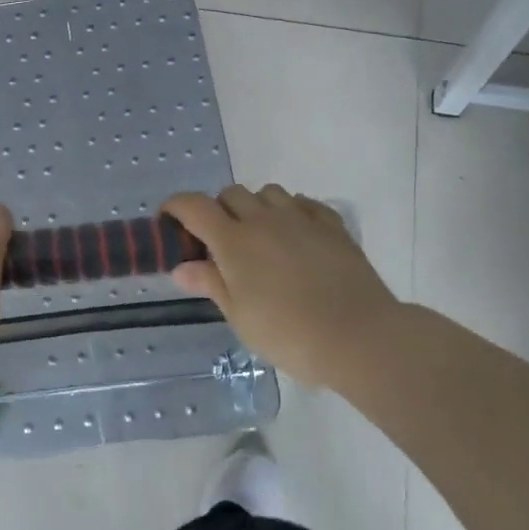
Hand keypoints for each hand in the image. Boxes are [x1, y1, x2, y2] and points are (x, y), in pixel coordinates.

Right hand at [162, 185, 401, 389]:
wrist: (360, 336)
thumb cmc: (289, 333)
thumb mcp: (240, 316)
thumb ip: (211, 284)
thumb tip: (182, 267)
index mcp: (233, 240)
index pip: (193, 206)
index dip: (174, 208)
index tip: (168, 223)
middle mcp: (263, 219)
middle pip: (230, 194)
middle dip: (218, 210)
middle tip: (220, 244)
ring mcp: (301, 218)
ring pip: (268, 193)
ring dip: (255, 207)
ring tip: (260, 238)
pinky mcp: (332, 225)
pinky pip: (303, 203)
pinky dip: (291, 211)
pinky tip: (295, 235)